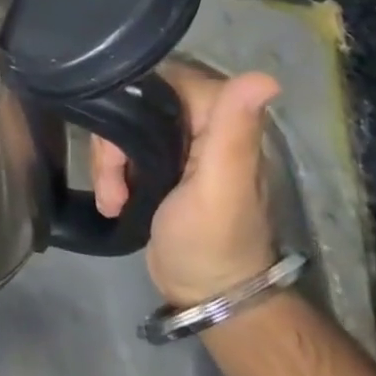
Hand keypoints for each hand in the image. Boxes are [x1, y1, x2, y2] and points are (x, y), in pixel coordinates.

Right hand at [92, 62, 279, 307]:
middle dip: (114, 141)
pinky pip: (122, 151)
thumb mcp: (220, 186)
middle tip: (113, 180)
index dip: (132, 102)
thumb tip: (266, 77)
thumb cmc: (213, 241)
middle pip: (136, 103)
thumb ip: (234, 131)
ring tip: (113, 199)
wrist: (206, 298)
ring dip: (109, 163)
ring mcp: (179, 146)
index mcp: (221, 119)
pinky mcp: (160, 166)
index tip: (118, 139)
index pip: (163, 80)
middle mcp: (201, 123)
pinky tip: (113, 202)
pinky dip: (111, 174)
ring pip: (124, 128)